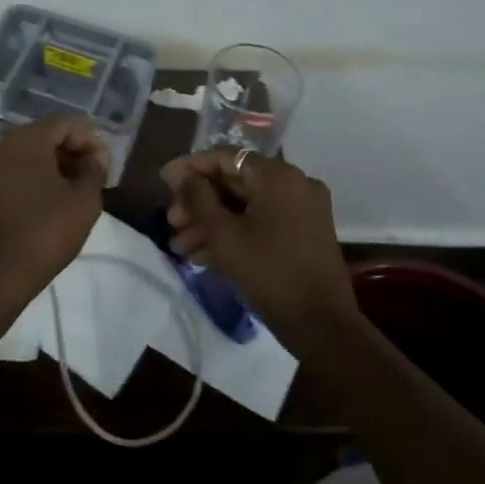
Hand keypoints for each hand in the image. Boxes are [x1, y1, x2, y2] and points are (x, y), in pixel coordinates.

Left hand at [0, 117, 109, 308]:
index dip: (90, 139)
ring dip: (51, 168)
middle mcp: (0, 145)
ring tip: (72, 193)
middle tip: (92, 177)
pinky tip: (46, 205)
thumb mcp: (84, 202)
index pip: (64, 124)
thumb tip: (95, 157)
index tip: (105, 164)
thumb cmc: (44, 232)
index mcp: (26, 139)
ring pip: (24, 156)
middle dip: (70, 152)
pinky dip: (30, 181)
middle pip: (42, 137)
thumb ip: (94, 171)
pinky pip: (9, 175)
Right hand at [160, 149, 358, 339]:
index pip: (225, 158)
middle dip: (199, 203)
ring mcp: (302, 210)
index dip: (190, 168)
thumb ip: (197, 197)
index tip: (163, 181)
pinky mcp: (304, 234)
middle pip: (235, 182)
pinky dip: (235, 233)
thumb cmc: (269, 272)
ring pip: (246, 206)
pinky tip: (203, 256)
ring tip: (180, 246)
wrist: (322, 326)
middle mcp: (294, 184)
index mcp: (278, 176)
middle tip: (171, 222)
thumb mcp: (224, 234)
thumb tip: (179, 174)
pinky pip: (262, 222)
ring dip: (212, 222)